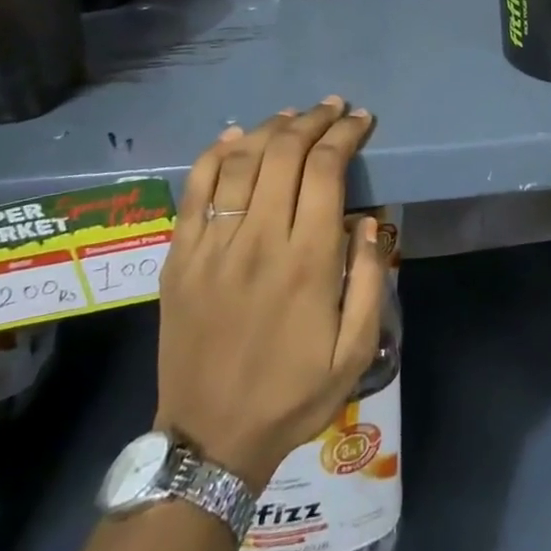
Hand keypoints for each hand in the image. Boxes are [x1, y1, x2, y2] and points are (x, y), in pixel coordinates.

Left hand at [155, 98, 387, 491]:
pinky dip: (216, 153)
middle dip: (313, 121)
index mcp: (308, 262)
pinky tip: (236, 136)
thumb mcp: (356, 350)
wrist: (209, 441)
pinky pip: (194, 189)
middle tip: (333, 109)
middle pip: (284, 153)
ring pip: (241, 161)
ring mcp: (212, 247)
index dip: (345, 135)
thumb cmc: (293, 394)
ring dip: (271, 128)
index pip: (327, 170)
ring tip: (293, 116)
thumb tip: (366, 219)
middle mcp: (259, 242)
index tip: (361, 120)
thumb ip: (371, 279)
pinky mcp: (179, 257)